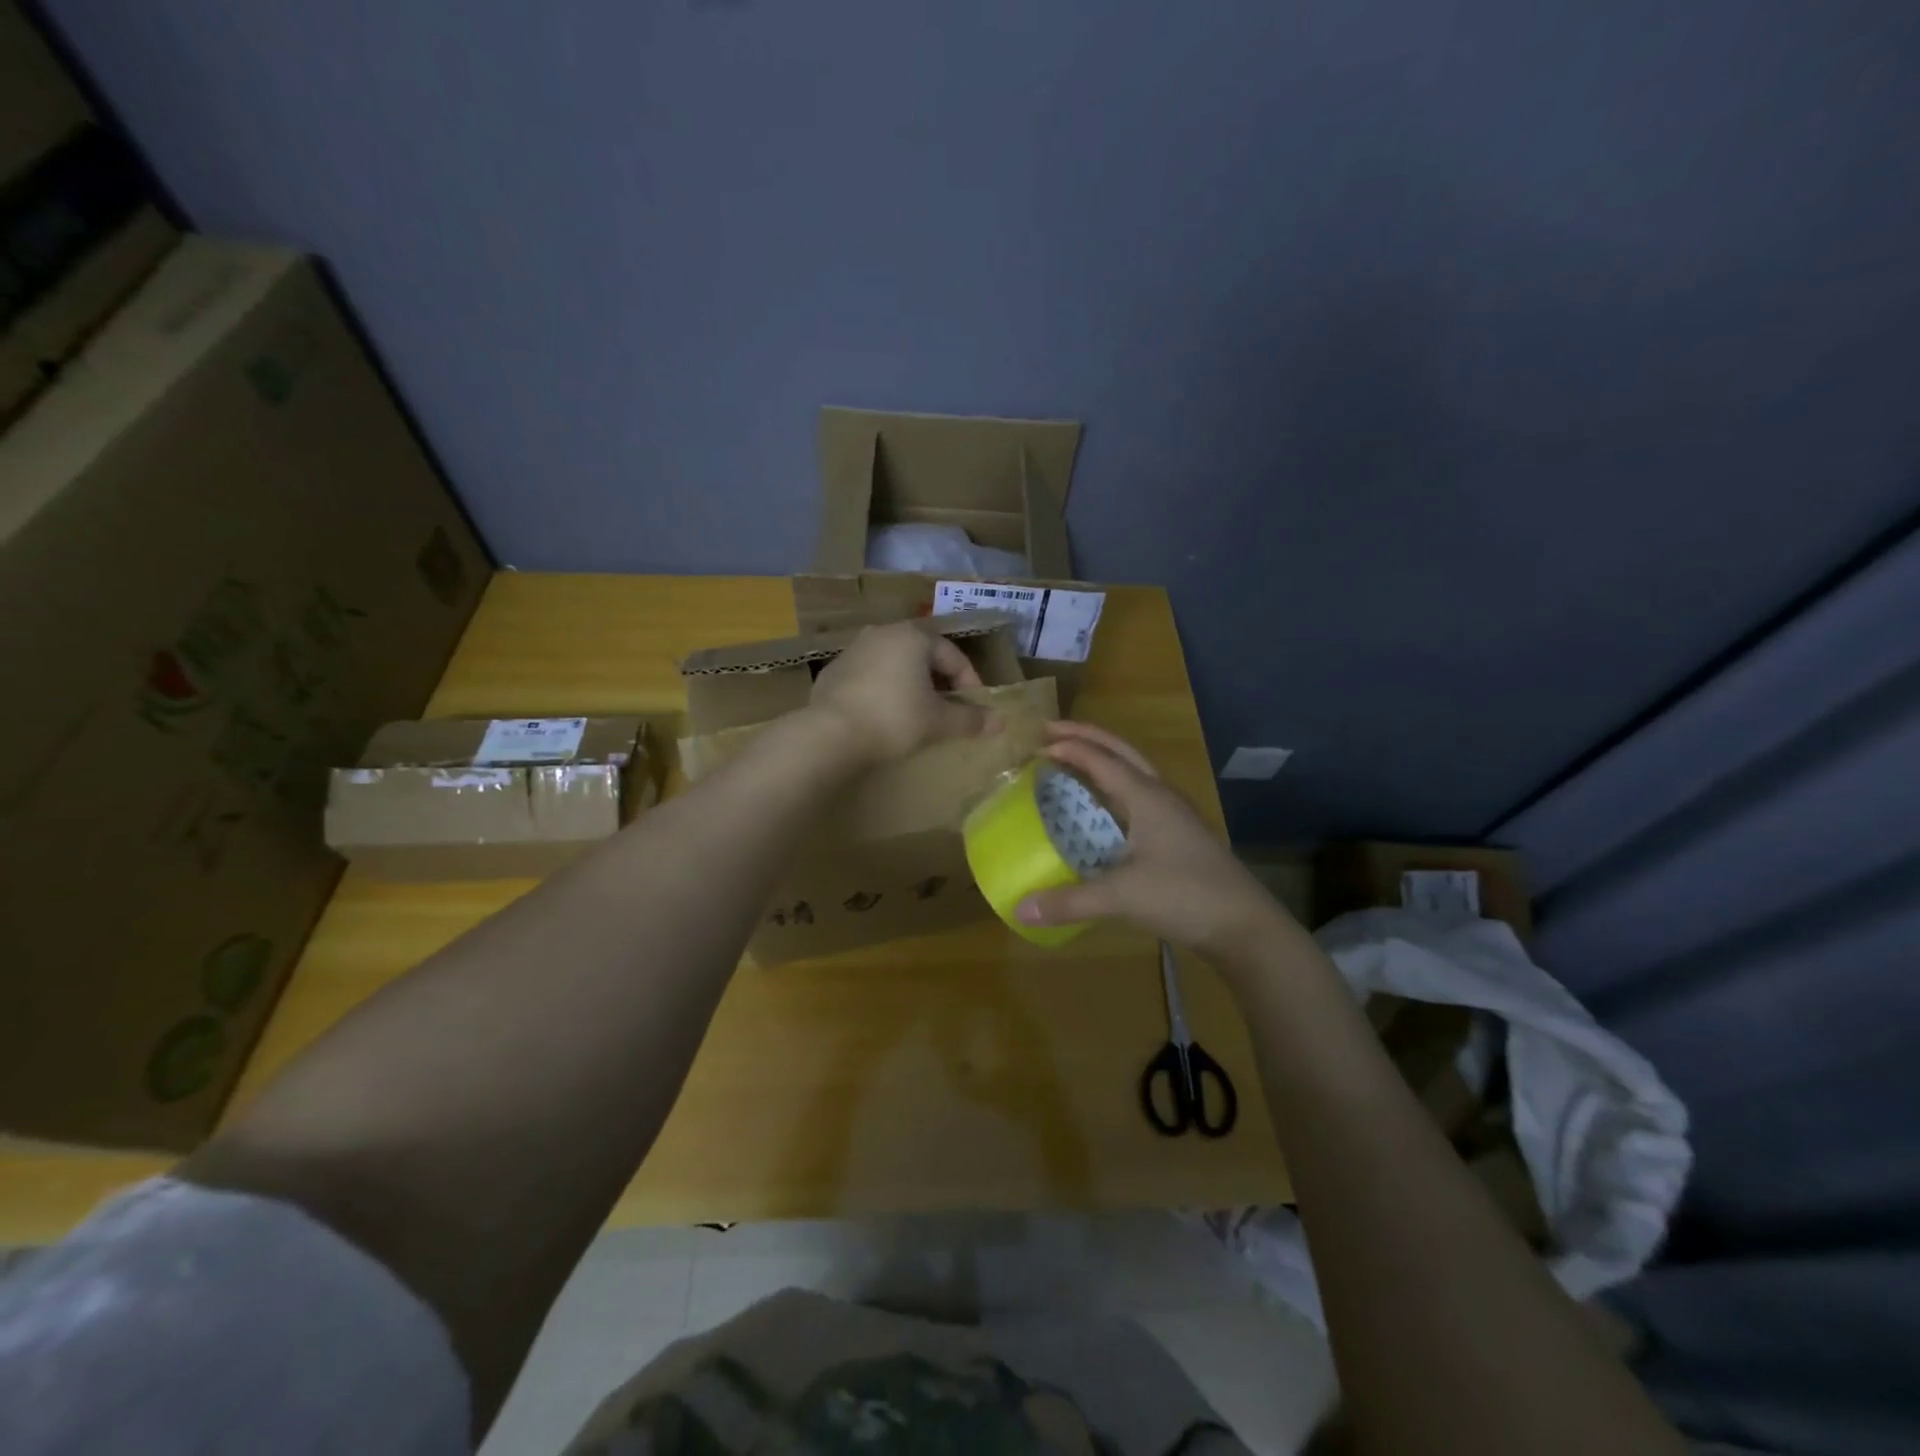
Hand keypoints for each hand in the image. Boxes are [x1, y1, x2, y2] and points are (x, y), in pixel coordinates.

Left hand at [809, 622, 993, 763]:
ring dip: (910, 685)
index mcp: (914, 636)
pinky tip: (883, 716)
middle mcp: (883, 633)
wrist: (830, 733)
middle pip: (923, 655)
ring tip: (917, 714)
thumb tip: (1000, 722)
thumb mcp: (938, 721)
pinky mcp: (833, 671)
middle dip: (939, 682)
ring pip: (894, 664)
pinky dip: (883, 691)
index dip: (970, 684)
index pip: (954, 656)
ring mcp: (854, 649)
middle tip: (948, 710)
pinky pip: (869, 677)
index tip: (975, 710)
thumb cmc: (894, 718)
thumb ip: (970, 719)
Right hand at [1015, 721, 1291, 963]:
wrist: (1246, 926)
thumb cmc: (1186, 896)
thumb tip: (1020, 909)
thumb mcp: (1123, 897)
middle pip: (1120, 752)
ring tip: (1070, 764)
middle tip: (1051, 734)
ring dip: (1101, 761)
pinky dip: (1112, 791)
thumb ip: (1070, 901)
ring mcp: (1174, 815)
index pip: (1102, 758)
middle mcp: (1161, 796)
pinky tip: (1101, 812)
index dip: (1069, 746)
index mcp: (1148, 797)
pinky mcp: (1178, 836)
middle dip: (1086, 738)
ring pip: (1133, 773)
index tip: (1036, 743)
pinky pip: (1138, 798)